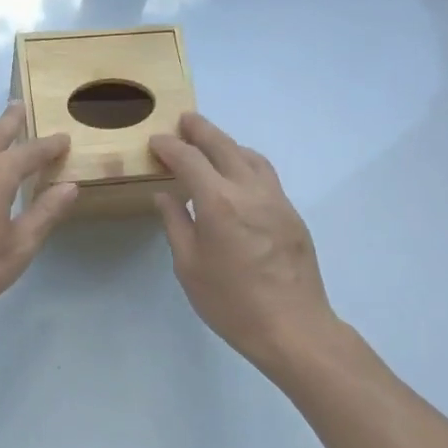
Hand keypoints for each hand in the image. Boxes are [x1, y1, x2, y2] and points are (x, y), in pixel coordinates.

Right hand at [149, 113, 338, 370]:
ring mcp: (275, 199)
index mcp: (217, 202)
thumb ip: (176, 225)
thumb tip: (165, 196)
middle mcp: (249, 190)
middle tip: (184, 120)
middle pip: (223, 146)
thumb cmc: (231, 302)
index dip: (170, 147)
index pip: (189, 160)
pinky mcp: (291, 213)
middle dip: (201, 130)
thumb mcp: (189, 267)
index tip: (155, 142)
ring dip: (227, 143)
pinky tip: (238, 174)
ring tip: (211, 143)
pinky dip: (246, 162)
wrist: (292, 326)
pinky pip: (266, 174)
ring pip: (250, 156)